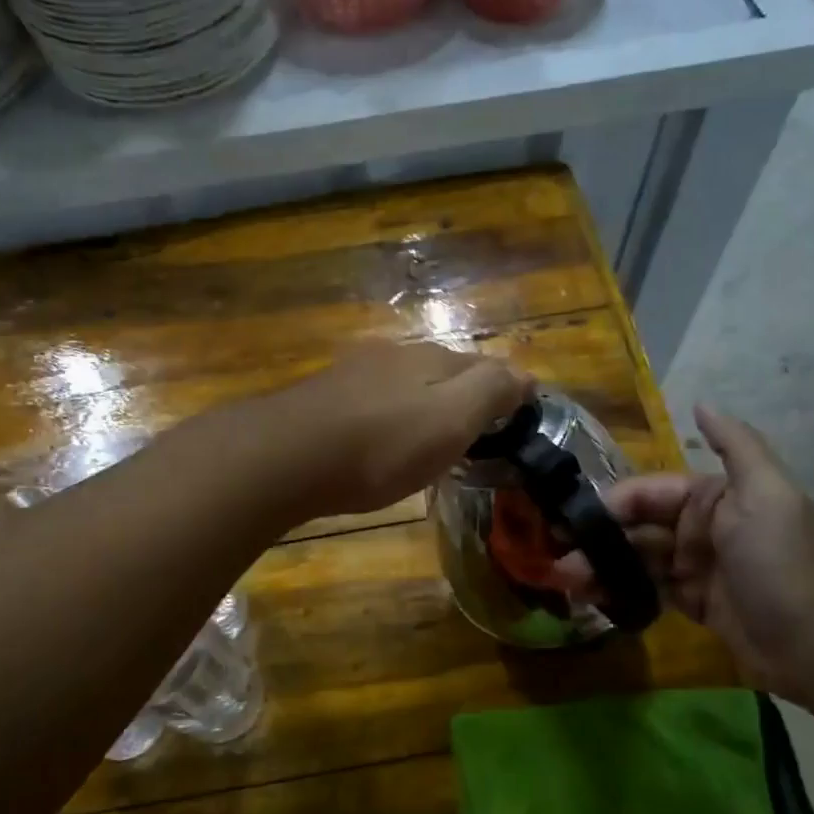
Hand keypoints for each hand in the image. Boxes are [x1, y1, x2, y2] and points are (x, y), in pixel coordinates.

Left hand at [259, 339, 531, 517]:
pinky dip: (387, 419)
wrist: (287, 457)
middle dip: (461, 395)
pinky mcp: (322, 400)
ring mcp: (353, 375)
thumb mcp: (450, 419)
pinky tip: (379, 441)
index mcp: (430, 359)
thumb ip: (490, 391)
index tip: (517, 416)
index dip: (503, 388)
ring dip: (421, 406)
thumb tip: (526, 373)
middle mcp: (392, 357)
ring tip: (429, 440)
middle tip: (474, 433)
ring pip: (402, 386)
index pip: (482, 365)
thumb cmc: (381, 445)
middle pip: (440, 372)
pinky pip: (370, 404)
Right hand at [555, 406, 813, 695]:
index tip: (571, 520)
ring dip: (600, 565)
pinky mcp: (690, 603)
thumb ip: (736, 446)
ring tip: (565, 580)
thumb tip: (701, 404)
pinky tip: (589, 595)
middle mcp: (698, 527)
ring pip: (634, 559)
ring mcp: (692, 566)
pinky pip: (644, 589)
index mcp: (711, 497)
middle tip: (557, 556)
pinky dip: (616, 589)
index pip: (648, 493)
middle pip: (635, 527)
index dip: (610, 504)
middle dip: (597, 539)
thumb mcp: (767, 495)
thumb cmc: (782, 561)